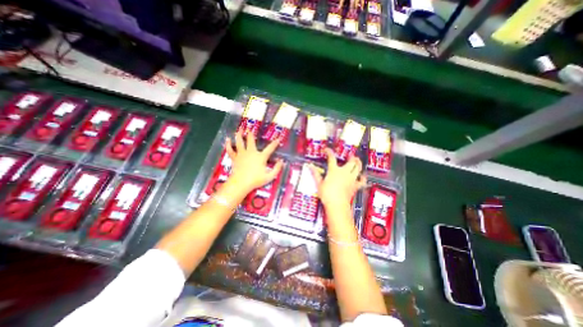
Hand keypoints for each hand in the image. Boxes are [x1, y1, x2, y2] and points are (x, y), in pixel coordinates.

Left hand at [224, 132, 283, 194]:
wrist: (241, 183)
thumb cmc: (256, 180)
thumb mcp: (270, 176)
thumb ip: (277, 169)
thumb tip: (281, 161)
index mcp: (261, 157)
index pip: (270, 148)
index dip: (274, 143)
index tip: (278, 139)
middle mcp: (251, 152)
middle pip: (251, 141)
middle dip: (251, 134)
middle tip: (249, 129)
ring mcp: (242, 154)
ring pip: (239, 142)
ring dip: (239, 135)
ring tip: (239, 130)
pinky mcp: (235, 158)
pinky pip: (230, 150)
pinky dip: (228, 144)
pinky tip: (227, 139)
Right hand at [309, 148, 362, 206]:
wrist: (337, 204)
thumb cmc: (326, 194)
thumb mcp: (319, 183)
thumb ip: (315, 173)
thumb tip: (309, 166)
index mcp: (334, 170)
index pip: (332, 158)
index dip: (329, 152)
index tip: (327, 149)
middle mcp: (344, 172)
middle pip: (351, 161)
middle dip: (351, 157)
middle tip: (350, 155)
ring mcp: (351, 179)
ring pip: (358, 168)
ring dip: (358, 163)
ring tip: (357, 161)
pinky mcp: (355, 186)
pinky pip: (361, 181)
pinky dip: (362, 178)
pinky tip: (362, 176)